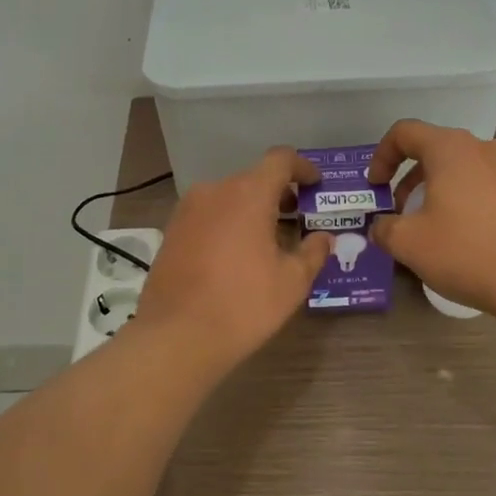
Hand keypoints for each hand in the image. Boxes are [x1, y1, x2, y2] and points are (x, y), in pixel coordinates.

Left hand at [134, 147, 331, 370]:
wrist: (176, 336)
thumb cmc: (243, 304)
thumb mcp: (292, 282)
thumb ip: (313, 252)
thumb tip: (323, 238)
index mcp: (248, 193)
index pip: (280, 160)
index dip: (302, 167)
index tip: (316, 185)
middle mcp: (215, 190)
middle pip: (254, 179)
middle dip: (279, 195)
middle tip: (298, 220)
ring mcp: (188, 209)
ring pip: (229, 197)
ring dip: (251, 210)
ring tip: (268, 241)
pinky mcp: (172, 230)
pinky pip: (208, 215)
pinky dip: (228, 223)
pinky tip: (236, 255)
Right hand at [367, 121, 495, 316]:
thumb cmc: (466, 252)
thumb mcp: (408, 244)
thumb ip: (384, 229)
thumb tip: (381, 227)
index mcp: (451, 149)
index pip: (405, 132)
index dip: (383, 156)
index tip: (376, 185)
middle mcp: (487, 148)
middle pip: (440, 151)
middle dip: (415, 178)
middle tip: (405, 211)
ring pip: (472, 170)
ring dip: (449, 189)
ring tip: (442, 225)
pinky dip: (481, 205)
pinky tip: (481, 239)